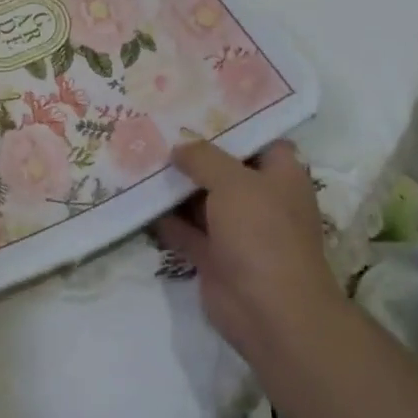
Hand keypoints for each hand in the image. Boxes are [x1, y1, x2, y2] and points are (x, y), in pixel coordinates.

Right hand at [153, 138, 347, 369]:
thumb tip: (180, 148)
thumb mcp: (233, 182)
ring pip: (201, 200)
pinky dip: (165, 219)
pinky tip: (136, 199)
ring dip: (175, 186)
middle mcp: (261, 199)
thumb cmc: (262, 233)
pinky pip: (185, 231)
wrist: (269, 311)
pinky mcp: (214, 258)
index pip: (259, 140)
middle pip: (224, 169)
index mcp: (281, 176)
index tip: (197, 106)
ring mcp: (237, 231)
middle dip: (194, 153)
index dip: (232, 123)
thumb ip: (204, 158)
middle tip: (156, 128)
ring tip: (139, 156)